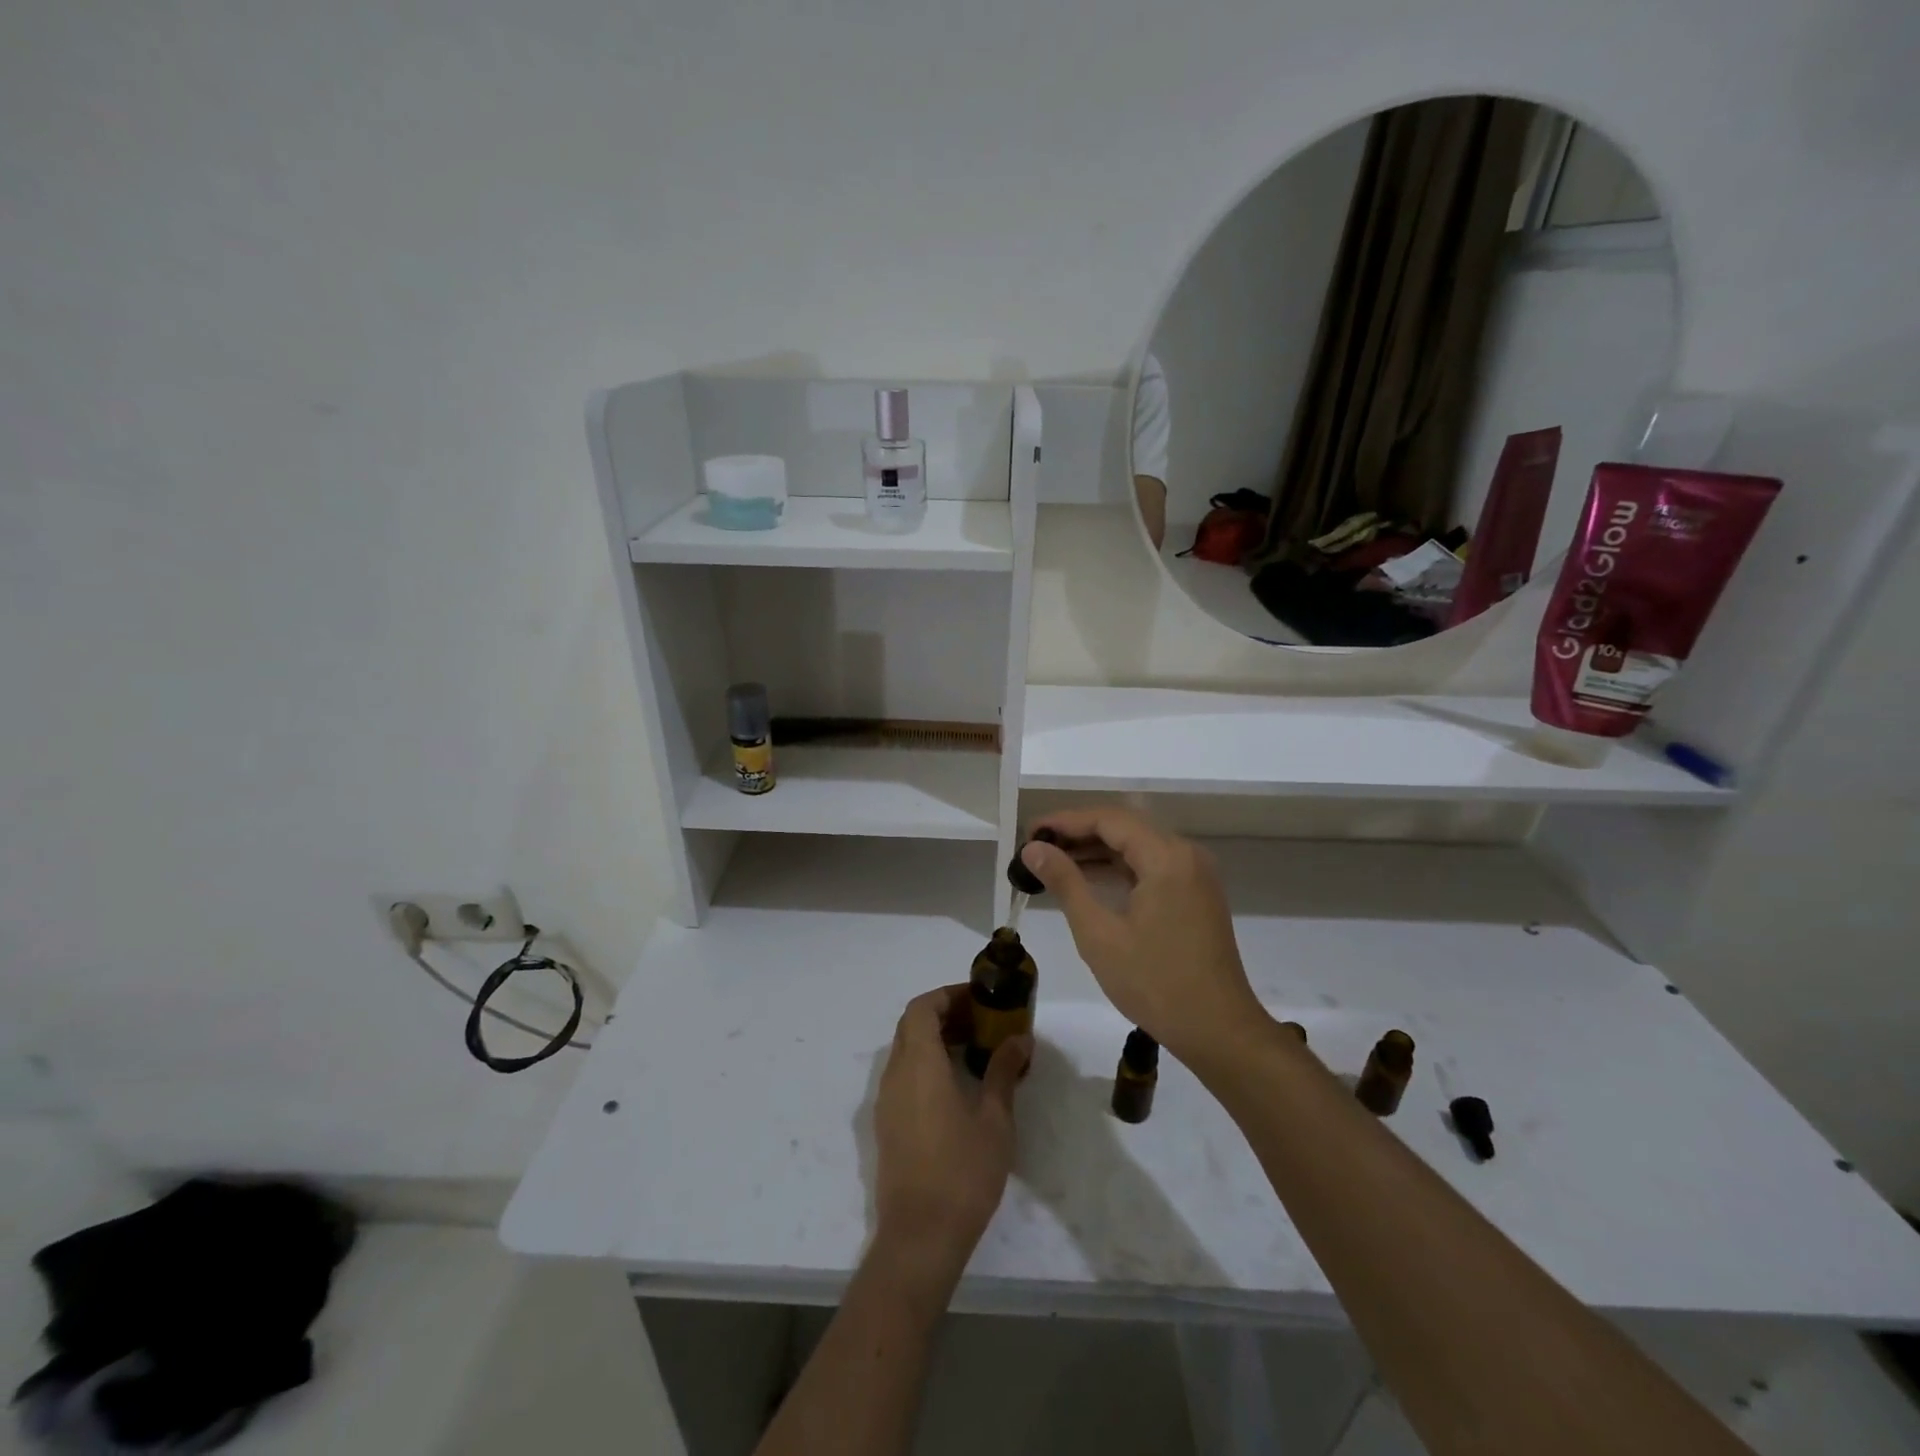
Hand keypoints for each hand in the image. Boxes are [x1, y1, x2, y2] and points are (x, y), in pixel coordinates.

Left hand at [872, 985, 1029, 1279]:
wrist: (920, 1236)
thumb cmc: (962, 1172)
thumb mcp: (994, 1119)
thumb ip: (1003, 1072)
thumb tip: (1020, 1039)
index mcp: (919, 1064)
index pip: (921, 1008)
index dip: (946, 995)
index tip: (978, 1000)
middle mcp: (895, 1074)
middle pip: (911, 1025)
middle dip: (943, 1014)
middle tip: (980, 1022)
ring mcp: (887, 1100)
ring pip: (905, 1050)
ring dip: (934, 1040)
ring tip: (973, 1051)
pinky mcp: (887, 1124)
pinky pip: (903, 1075)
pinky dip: (925, 1064)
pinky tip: (955, 1086)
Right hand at [1022, 808, 1264, 1063]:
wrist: (1218, 1031)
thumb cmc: (1155, 983)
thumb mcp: (1099, 934)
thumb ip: (1065, 882)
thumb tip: (1033, 849)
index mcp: (1166, 857)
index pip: (1108, 819)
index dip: (1065, 821)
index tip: (1029, 833)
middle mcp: (1185, 854)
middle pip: (1124, 826)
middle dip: (1078, 833)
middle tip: (1036, 847)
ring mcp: (1195, 873)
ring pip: (1138, 845)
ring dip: (1097, 850)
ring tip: (1053, 862)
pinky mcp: (1196, 893)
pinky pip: (1152, 865)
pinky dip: (1119, 867)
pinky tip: (1088, 879)